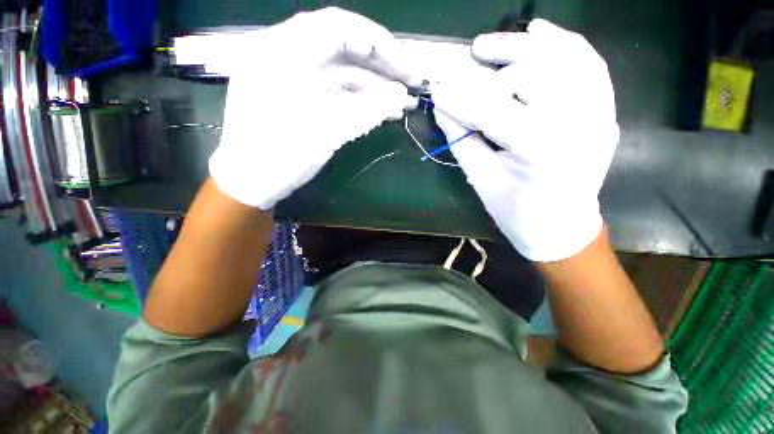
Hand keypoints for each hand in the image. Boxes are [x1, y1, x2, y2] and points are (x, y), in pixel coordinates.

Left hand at [209, 7, 415, 208]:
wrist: (251, 183)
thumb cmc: (281, 156)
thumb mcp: (328, 131)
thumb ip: (368, 109)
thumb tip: (401, 96)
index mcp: (283, 51)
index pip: (337, 27)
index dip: (377, 42)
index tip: (404, 65)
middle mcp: (286, 55)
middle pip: (342, 48)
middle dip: (379, 66)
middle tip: (409, 83)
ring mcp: (292, 77)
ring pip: (341, 73)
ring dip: (373, 88)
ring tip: (402, 103)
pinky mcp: (300, 97)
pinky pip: (334, 91)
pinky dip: (358, 100)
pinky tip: (381, 111)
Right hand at [432, 19, 619, 260]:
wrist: (560, 226)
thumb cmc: (515, 211)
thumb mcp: (480, 178)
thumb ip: (461, 140)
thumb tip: (443, 108)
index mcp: (537, 147)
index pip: (490, 108)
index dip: (459, 97)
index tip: (438, 88)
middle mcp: (575, 121)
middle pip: (533, 71)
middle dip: (496, 61)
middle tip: (471, 56)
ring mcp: (597, 113)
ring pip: (565, 57)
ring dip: (527, 45)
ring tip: (497, 43)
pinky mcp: (605, 111)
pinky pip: (590, 64)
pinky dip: (564, 43)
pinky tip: (541, 33)